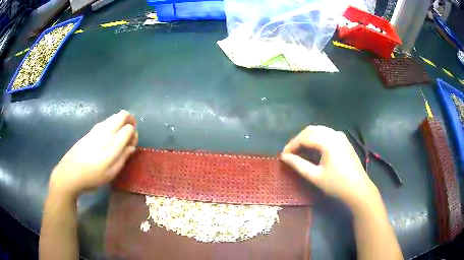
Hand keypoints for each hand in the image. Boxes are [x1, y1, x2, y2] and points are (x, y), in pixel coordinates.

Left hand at [49, 110, 137, 199]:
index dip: (134, 134)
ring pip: (113, 116)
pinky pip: (105, 121)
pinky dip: (111, 124)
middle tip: (129, 133)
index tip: (131, 144)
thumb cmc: (92, 177)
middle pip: (122, 115)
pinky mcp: (90, 131)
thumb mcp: (111, 174)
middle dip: (129, 120)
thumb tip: (131, 147)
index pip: (129, 128)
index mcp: (112, 144)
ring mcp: (97, 129)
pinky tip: (106, 138)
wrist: (70, 173)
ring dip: (120, 122)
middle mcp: (106, 132)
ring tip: (118, 136)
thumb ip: (123, 158)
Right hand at [281, 125, 378, 209]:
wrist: (358, 189)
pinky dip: (317, 138)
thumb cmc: (336, 184)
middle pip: (311, 130)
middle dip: (299, 139)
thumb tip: (284, 157)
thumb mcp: (315, 176)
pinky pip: (327, 133)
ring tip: (300, 151)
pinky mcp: (344, 140)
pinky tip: (314, 149)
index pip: (304, 137)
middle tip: (291, 153)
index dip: (292, 145)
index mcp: (328, 141)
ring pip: (319, 130)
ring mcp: (341, 136)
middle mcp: (334, 134)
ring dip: (307, 138)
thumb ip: (298, 165)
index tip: (283, 155)